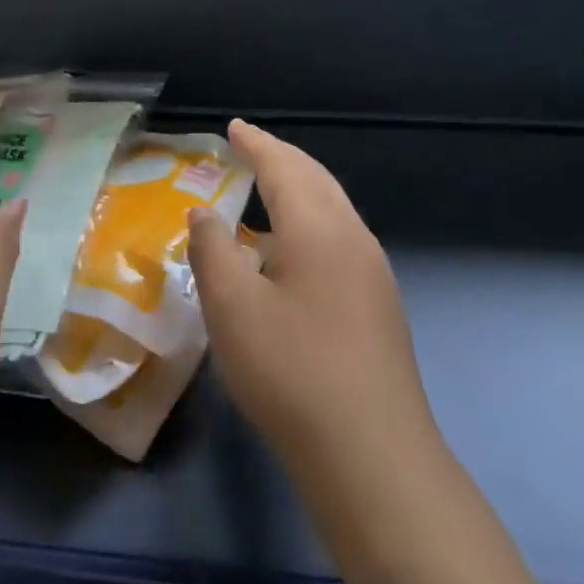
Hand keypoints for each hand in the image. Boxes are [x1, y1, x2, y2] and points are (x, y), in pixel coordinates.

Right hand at [188, 119, 433, 477]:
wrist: (373, 455)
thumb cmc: (291, 370)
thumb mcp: (232, 308)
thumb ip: (212, 251)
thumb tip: (204, 215)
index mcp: (318, 228)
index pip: (283, 168)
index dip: (256, 144)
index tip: (234, 128)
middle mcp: (353, 238)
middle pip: (316, 180)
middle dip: (282, 158)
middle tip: (251, 147)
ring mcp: (373, 273)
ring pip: (333, 209)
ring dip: (300, 189)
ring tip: (268, 190)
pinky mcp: (380, 306)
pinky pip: (340, 239)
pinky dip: (311, 222)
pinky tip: (293, 252)